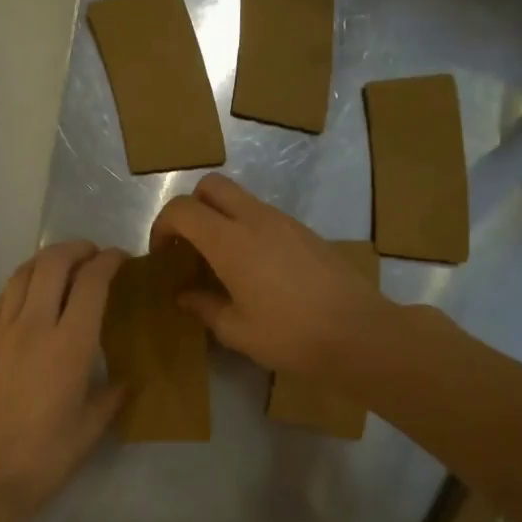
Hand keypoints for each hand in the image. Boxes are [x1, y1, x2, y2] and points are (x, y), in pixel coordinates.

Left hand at [0, 240, 126, 520]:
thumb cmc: (44, 456)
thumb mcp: (91, 428)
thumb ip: (112, 396)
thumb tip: (125, 381)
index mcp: (70, 345)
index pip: (91, 283)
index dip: (109, 262)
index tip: (121, 259)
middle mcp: (35, 325)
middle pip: (53, 263)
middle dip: (77, 249)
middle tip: (93, 255)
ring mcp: (2, 330)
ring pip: (23, 273)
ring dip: (47, 260)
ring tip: (63, 267)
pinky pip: (5, 297)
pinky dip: (24, 283)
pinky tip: (32, 297)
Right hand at [149, 175, 393, 375]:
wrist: (358, 332)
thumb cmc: (290, 335)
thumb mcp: (236, 330)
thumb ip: (204, 307)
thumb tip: (184, 296)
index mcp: (230, 241)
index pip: (182, 209)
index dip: (163, 226)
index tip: (163, 256)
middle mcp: (255, 219)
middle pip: (211, 186)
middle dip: (191, 208)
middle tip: (189, 247)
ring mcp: (285, 221)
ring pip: (240, 198)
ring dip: (221, 218)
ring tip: (221, 262)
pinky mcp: (306, 232)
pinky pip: (264, 216)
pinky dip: (246, 229)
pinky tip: (255, 270)